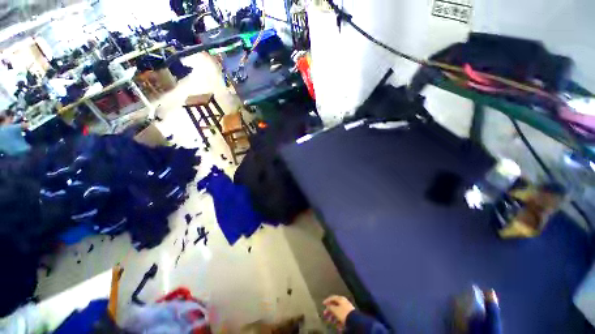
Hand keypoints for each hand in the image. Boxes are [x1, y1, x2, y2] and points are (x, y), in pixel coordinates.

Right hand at [323, 295, 354, 329]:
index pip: (332, 297)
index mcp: (340, 298)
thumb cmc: (343, 313)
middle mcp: (344, 302)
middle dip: (329, 310)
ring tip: (331, 321)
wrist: (354, 320)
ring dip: (333, 317)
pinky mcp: (349, 314)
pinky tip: (337, 325)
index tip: (323, 304)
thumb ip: (330, 307)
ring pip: (338, 311)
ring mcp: (347, 308)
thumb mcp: (335, 310)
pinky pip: (342, 316)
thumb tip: (328, 306)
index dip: (327, 300)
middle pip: (335, 305)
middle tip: (325, 314)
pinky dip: (338, 320)